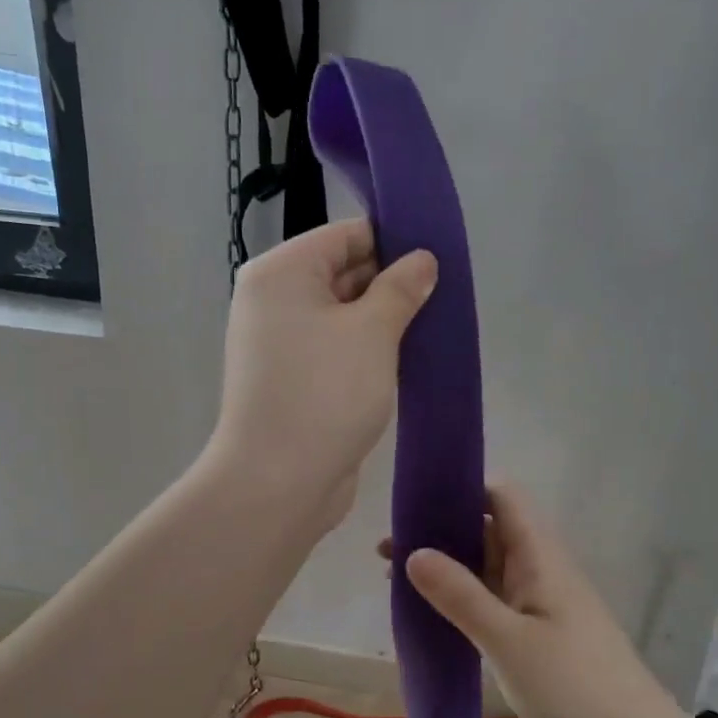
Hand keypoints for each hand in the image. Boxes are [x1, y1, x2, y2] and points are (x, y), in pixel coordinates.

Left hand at [210, 220, 436, 530]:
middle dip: (391, 284)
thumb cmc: (325, 393)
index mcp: (281, 273)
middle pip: (342, 274)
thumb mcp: (372, 332)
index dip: (393, 242)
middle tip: (444, 297)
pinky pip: (336, 352)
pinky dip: (367, 354)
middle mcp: (273, 302)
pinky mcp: (293, 383)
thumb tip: (422, 260)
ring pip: (343, 318)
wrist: (278, 482)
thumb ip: (400, 289)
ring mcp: (280, 346)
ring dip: (383, 323)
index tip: (439, 258)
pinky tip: (406, 361)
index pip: (345, 235)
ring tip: (433, 329)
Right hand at [385, 484, 681, 717]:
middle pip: (487, 532)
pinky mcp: (535, 637)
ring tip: (393, 578)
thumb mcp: (508, 639)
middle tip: (386, 549)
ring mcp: (538, 605)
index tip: (414, 501)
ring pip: (486, 570)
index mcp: (539, 556)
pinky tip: (427, 615)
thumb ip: (460, 595)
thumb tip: (414, 551)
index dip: (461, 489)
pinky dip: (460, 601)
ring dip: (446, 569)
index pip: (501, 498)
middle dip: (440, 533)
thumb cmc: (573, 685)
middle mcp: (539, 570)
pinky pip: (492, 604)